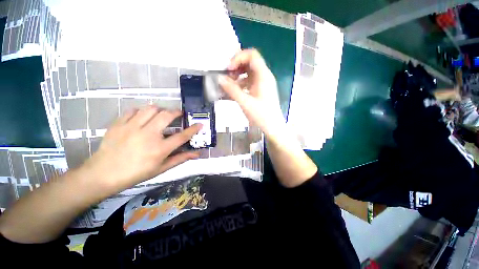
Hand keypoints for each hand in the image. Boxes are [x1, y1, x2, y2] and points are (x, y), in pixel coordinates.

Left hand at [82, 106, 201, 195]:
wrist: (103, 174)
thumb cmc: (136, 173)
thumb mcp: (161, 168)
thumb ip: (180, 158)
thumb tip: (197, 154)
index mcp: (160, 148)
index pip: (182, 136)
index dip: (193, 129)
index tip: (199, 124)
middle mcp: (148, 135)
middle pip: (167, 116)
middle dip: (176, 112)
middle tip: (179, 113)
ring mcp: (132, 127)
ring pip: (150, 109)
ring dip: (160, 109)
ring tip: (161, 114)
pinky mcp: (119, 124)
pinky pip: (133, 110)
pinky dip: (141, 111)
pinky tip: (142, 117)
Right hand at [219, 49, 284, 137]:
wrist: (273, 127)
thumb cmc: (261, 116)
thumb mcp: (245, 102)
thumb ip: (232, 90)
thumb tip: (219, 78)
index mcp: (263, 75)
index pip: (252, 55)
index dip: (238, 58)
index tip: (228, 69)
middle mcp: (264, 76)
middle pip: (249, 62)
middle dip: (236, 67)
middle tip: (227, 76)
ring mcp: (263, 83)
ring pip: (249, 73)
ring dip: (237, 76)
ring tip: (228, 85)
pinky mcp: (261, 90)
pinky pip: (249, 82)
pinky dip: (241, 84)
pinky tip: (234, 92)